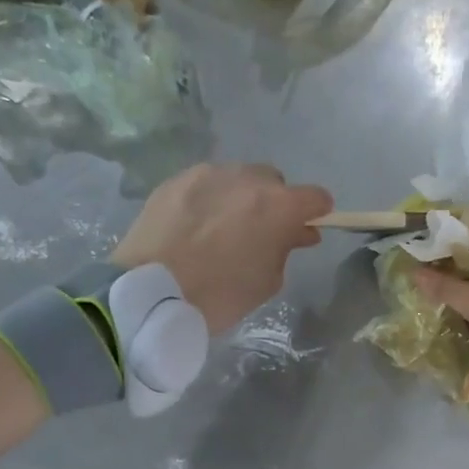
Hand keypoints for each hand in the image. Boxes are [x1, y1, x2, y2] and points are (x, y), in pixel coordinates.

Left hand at [112, 164, 331, 333]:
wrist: (152, 291)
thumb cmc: (220, 295)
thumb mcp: (267, 281)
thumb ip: (286, 248)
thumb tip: (296, 232)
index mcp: (277, 206)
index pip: (316, 197)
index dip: (317, 212)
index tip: (309, 227)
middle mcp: (247, 178)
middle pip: (274, 181)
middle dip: (274, 202)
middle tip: (261, 232)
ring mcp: (209, 173)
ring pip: (238, 177)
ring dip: (241, 196)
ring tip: (224, 227)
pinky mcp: (177, 179)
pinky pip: (207, 183)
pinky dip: (211, 198)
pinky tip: (197, 224)